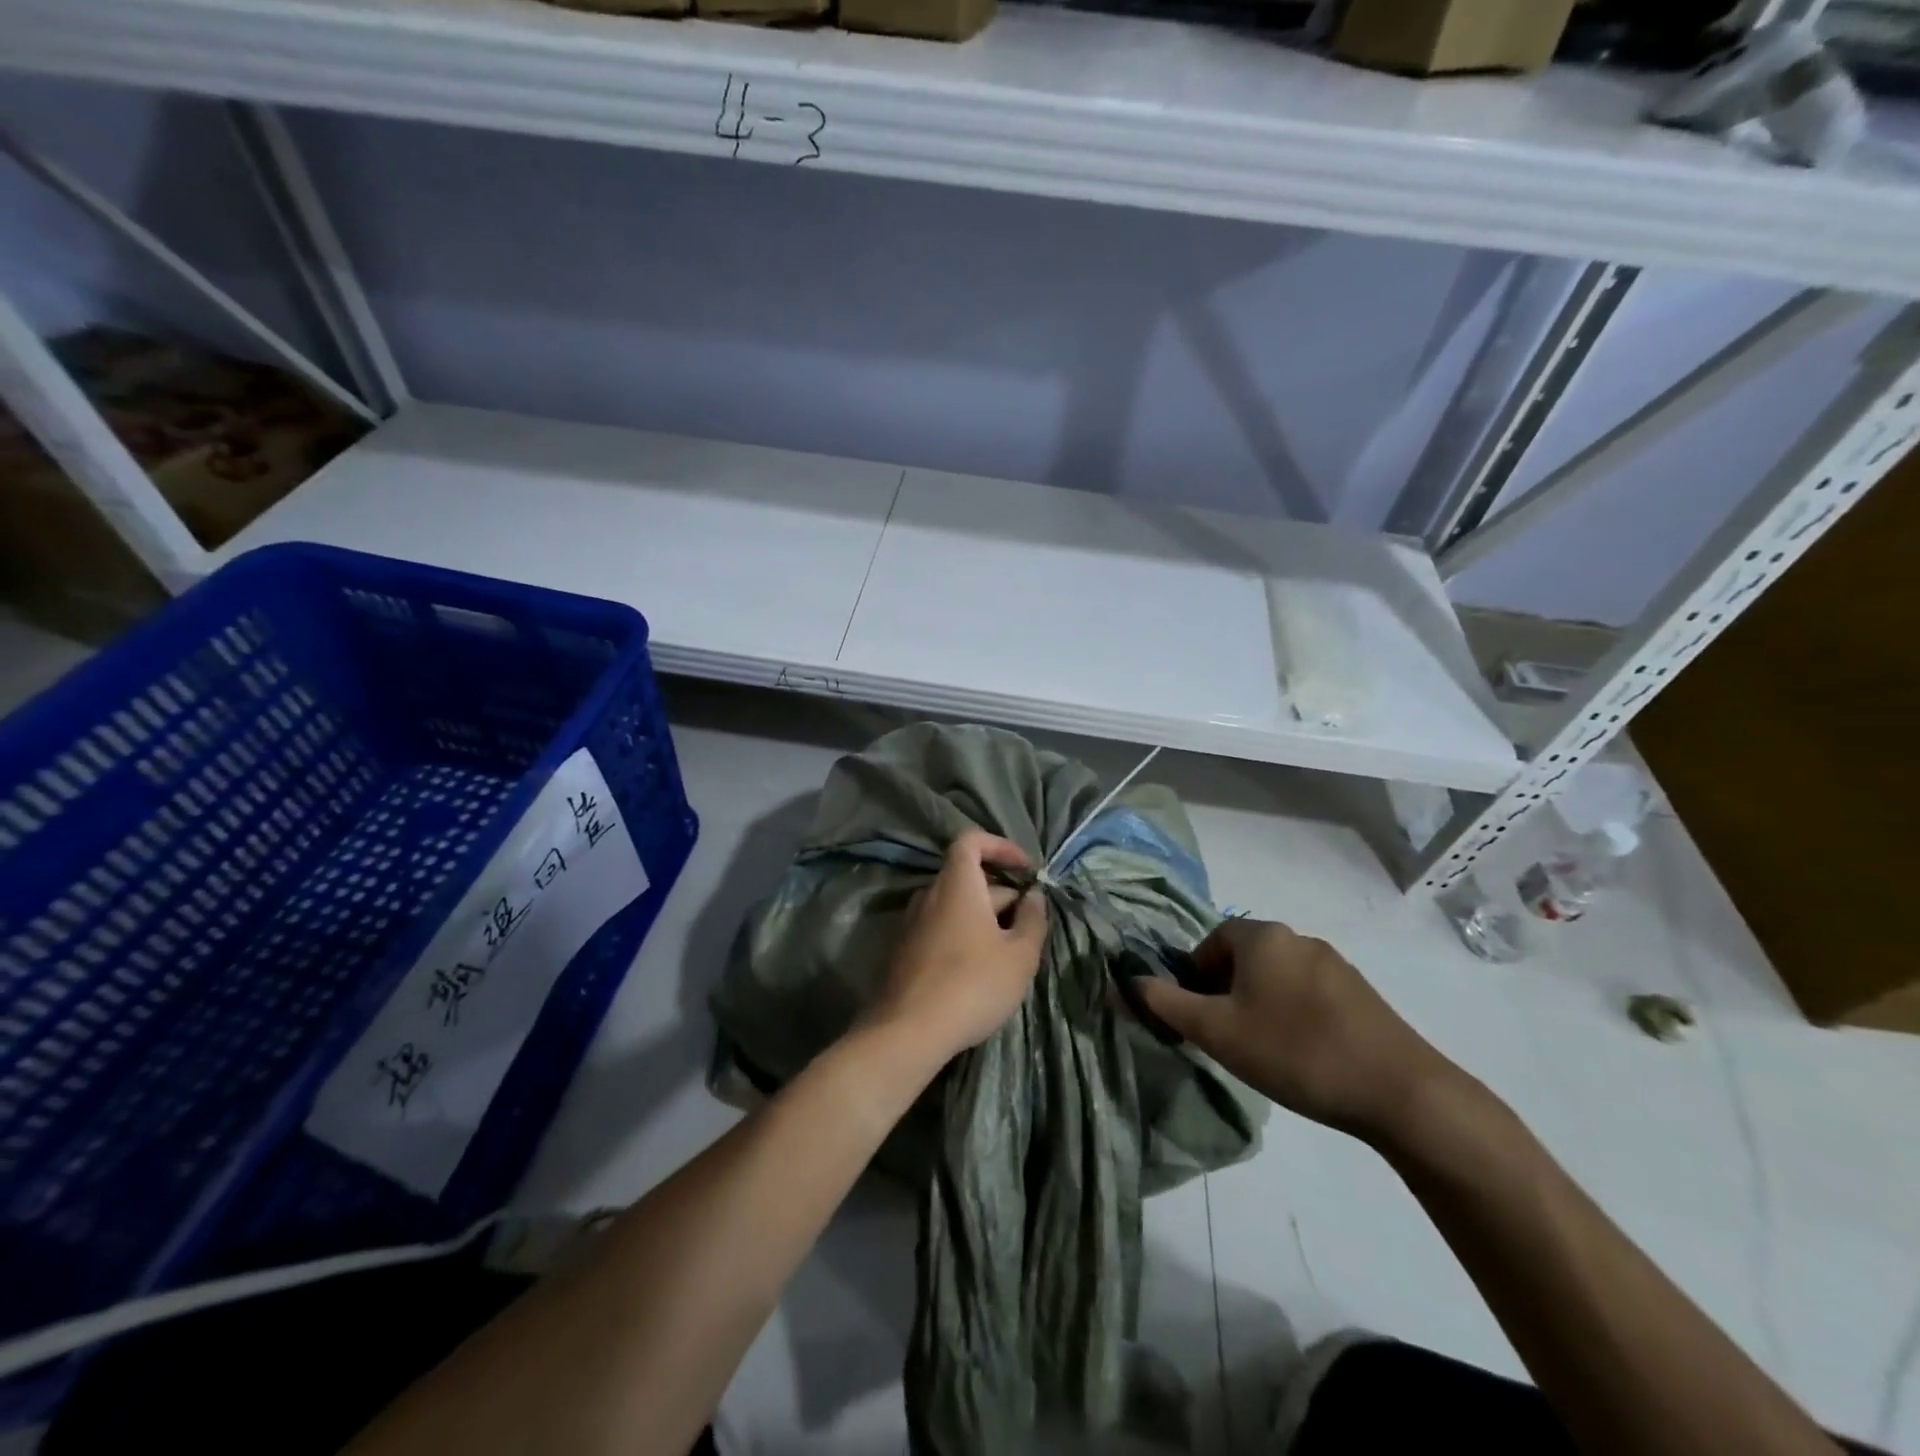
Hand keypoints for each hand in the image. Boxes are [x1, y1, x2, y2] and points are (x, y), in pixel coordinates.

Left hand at [867, 830, 1047, 1067]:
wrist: (908, 1031)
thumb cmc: (972, 985)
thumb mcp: (1019, 956)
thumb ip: (1033, 919)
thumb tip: (1034, 896)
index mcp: (957, 884)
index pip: (971, 840)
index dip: (1000, 846)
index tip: (1026, 869)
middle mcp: (930, 894)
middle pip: (968, 877)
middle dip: (1002, 893)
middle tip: (1029, 925)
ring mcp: (912, 922)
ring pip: (955, 906)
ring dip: (984, 917)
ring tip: (1010, 951)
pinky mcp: (904, 950)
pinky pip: (940, 927)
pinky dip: (964, 934)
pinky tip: (980, 969)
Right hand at [1133, 918, 1464, 1148]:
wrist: (1400, 1091)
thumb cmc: (1294, 1051)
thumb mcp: (1217, 1031)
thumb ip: (1165, 1004)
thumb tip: (1125, 981)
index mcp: (1262, 936)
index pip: (1211, 941)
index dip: (1194, 976)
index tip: (1197, 1015)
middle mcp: (1298, 938)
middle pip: (1243, 957)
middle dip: (1225, 991)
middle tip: (1223, 1035)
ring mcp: (1335, 965)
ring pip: (1276, 976)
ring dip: (1258, 1003)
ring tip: (1262, 1049)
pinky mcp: (1361, 994)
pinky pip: (1308, 993)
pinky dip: (1292, 1014)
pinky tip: (1301, 1054)